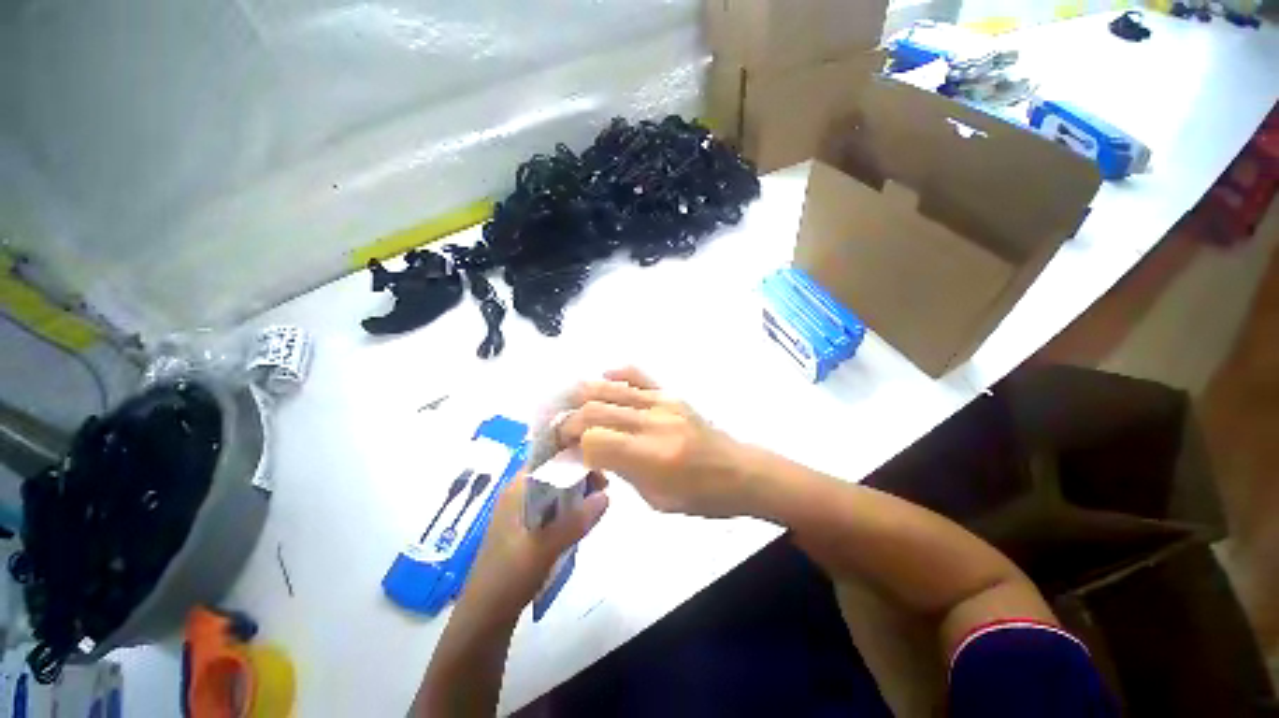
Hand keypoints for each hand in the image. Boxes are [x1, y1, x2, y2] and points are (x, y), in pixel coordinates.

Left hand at [457, 470, 608, 620]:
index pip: (546, 456)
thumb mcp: (543, 549)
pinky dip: (570, 509)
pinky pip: (554, 510)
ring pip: (555, 491)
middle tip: (605, 486)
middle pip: (553, 472)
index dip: (572, 454)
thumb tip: (607, 496)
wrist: (483, 622)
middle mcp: (519, 495)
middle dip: (579, 474)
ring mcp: (523, 513)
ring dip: (577, 493)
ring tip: (600, 500)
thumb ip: (575, 521)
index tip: (599, 461)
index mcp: (516, 490)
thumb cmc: (507, 579)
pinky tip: (585, 518)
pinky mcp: (528, 530)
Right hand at [558, 367, 751, 517]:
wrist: (739, 472)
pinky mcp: (672, 394)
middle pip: (596, 410)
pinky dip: (617, 374)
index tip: (566, 453)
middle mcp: (654, 424)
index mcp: (651, 458)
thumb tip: (589, 452)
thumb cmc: (699, 497)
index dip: (574, 446)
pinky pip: (639, 375)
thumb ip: (619, 470)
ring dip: (584, 395)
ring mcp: (664, 403)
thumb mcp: (654, 499)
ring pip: (612, 389)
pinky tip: (604, 377)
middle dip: (571, 420)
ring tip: (572, 404)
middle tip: (562, 431)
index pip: (594, 441)